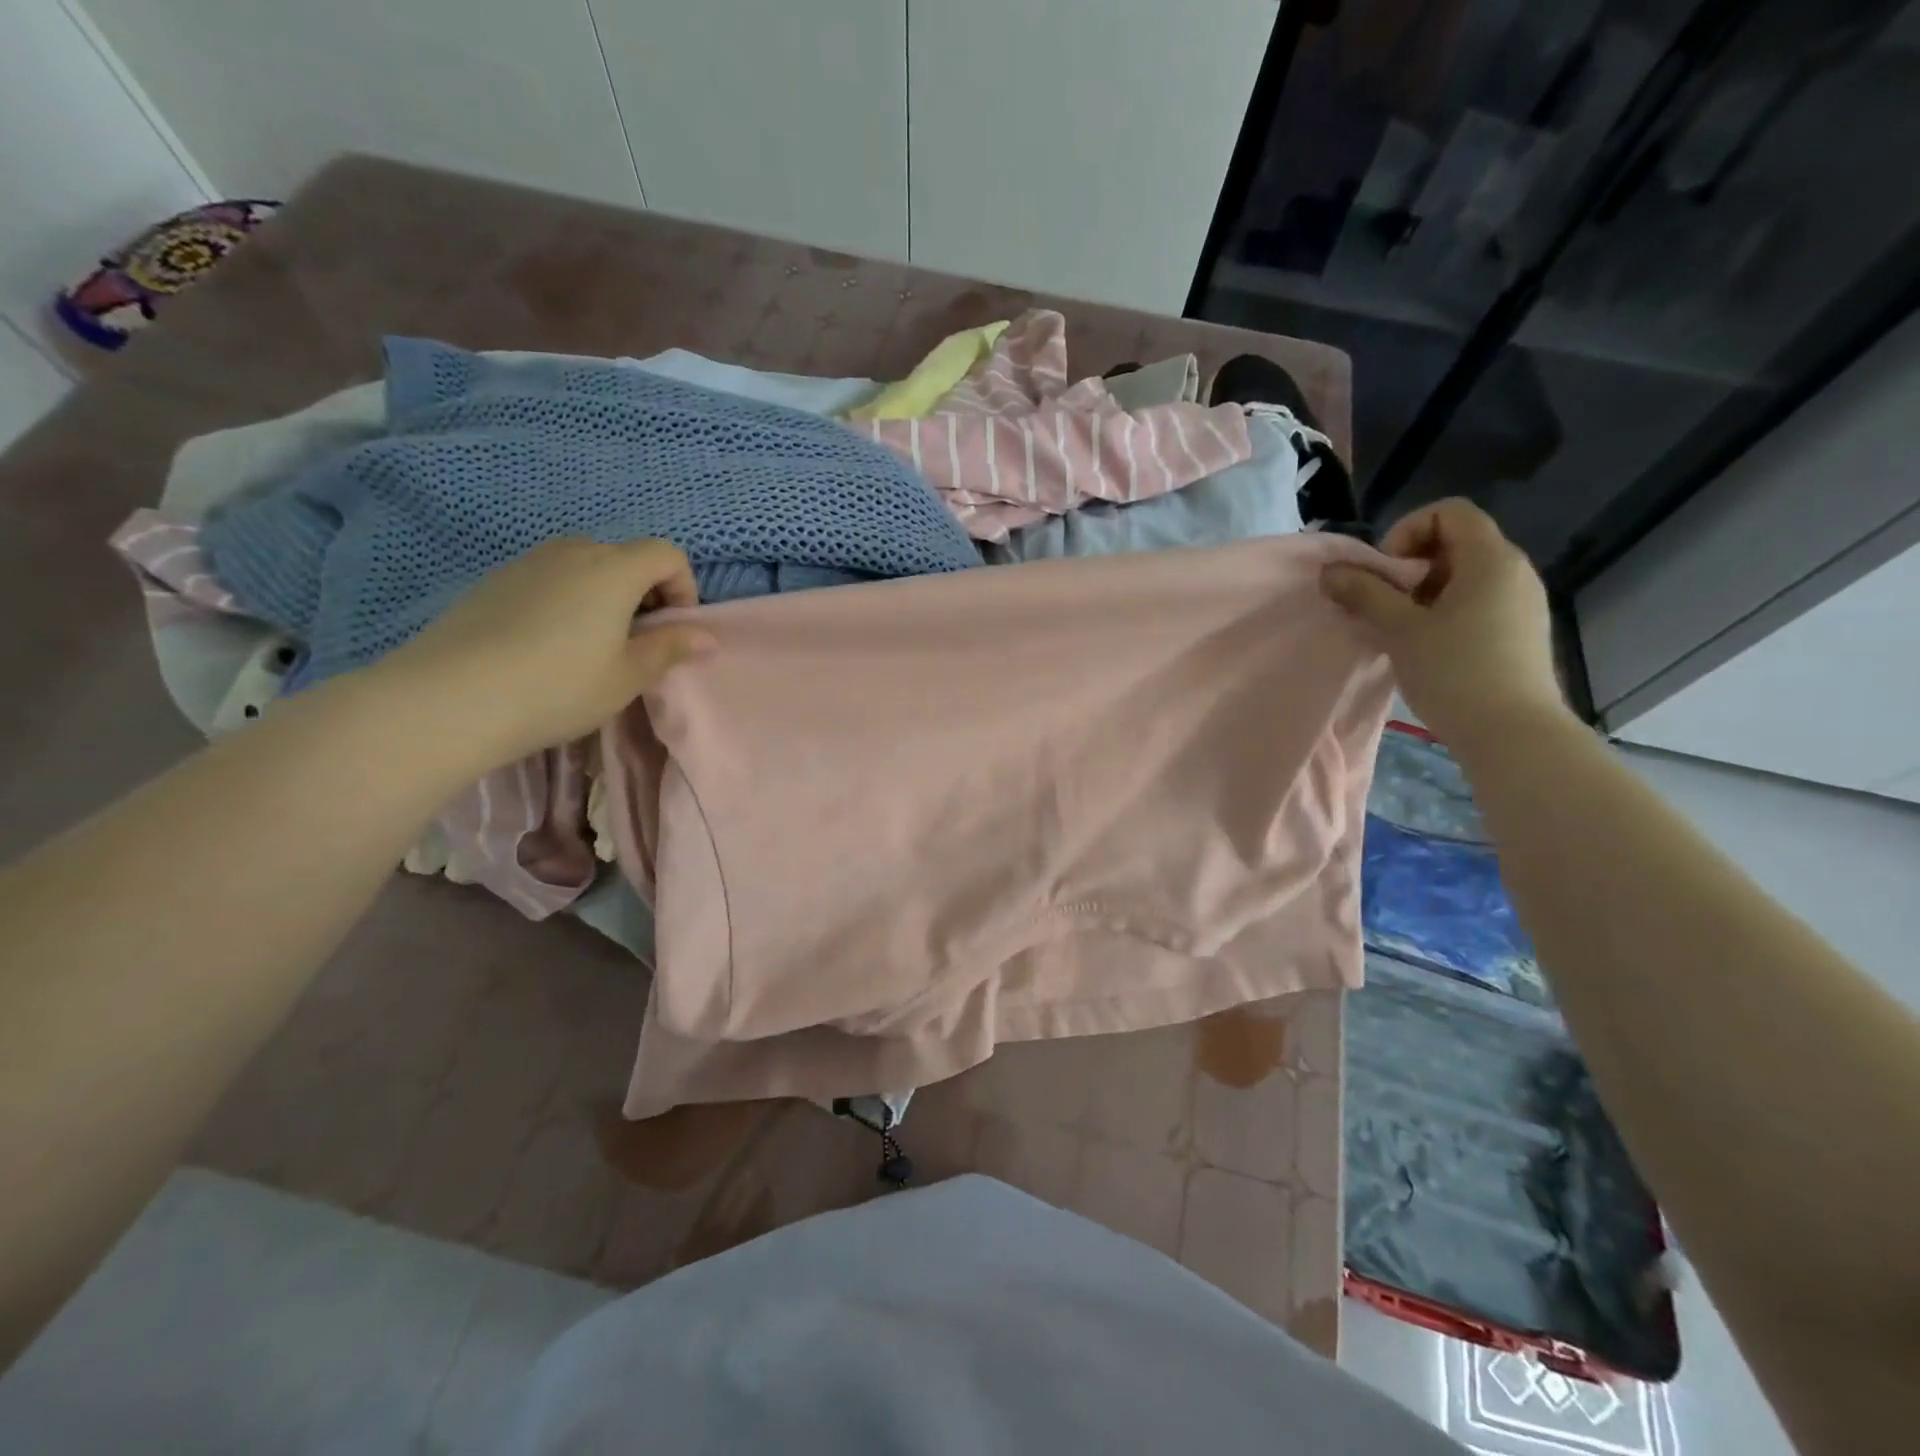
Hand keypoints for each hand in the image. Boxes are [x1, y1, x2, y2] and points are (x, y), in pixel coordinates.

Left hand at [373, 537, 713, 768]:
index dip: (683, 588)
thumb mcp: (627, 676)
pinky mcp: (493, 581)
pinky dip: (565, 599)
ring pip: (584, 566)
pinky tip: (546, 645)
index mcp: (613, 569)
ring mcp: (527, 563)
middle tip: (636, 641)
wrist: (451, 697)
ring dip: (604, 595)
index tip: (673, 629)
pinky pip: (547, 578)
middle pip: (625, 557)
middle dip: (644, 592)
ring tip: (592, 644)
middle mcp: (572, 552)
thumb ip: (670, 649)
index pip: (667, 554)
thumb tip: (708, 637)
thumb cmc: (559, 687)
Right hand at [1321, 499, 1568, 751]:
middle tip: (1385, 604)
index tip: (1385, 572)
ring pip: (1464, 575)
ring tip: (1399, 629)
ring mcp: (1521, 601)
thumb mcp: (1400, 629)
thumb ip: (1365, 593)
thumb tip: (1331, 570)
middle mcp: (1513, 570)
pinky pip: (1476, 601)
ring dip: (1423, 592)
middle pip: (1455, 543)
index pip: (1449, 511)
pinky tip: (1426, 647)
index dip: (1407, 530)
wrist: (1512, 733)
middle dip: (1410, 566)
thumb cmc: (1455, 671)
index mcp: (1490, 559)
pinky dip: (1444, 611)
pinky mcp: (1520, 630)